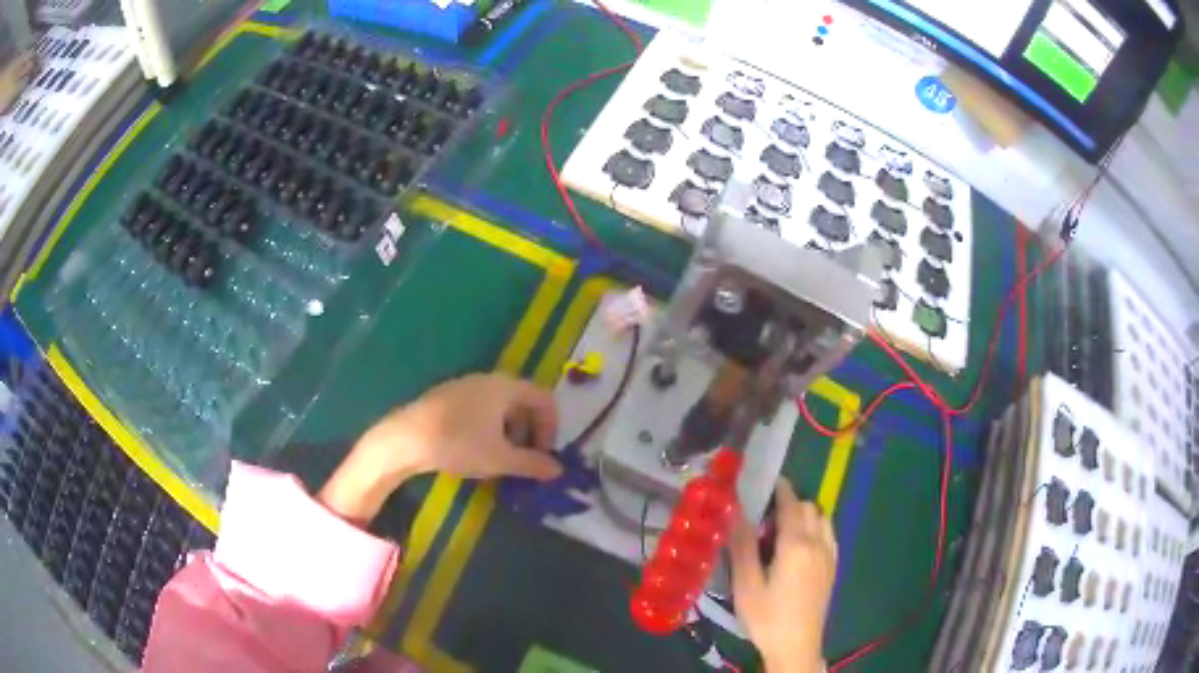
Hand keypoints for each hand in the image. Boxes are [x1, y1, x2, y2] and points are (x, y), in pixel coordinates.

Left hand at [318, 374, 562, 524]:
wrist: (405, 439)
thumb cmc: (459, 444)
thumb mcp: (501, 459)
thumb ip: (532, 463)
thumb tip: (558, 470)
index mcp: (505, 387)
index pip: (544, 399)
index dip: (551, 428)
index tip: (543, 455)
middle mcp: (488, 380)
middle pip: (522, 402)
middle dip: (530, 432)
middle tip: (525, 460)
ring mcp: (465, 386)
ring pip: (500, 408)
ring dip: (510, 433)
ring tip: (501, 460)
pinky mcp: (446, 398)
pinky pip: (480, 410)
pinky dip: (489, 429)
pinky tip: (476, 452)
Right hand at [730, 479, 836, 672]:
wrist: (797, 645)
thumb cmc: (766, 616)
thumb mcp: (747, 584)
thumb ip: (743, 545)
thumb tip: (735, 511)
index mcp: (796, 545)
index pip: (791, 504)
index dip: (780, 488)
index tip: (766, 481)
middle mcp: (818, 543)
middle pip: (809, 507)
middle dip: (790, 502)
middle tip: (764, 516)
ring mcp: (830, 555)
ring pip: (822, 519)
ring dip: (805, 514)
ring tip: (783, 530)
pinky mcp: (833, 567)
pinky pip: (829, 534)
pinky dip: (816, 528)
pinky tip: (800, 547)